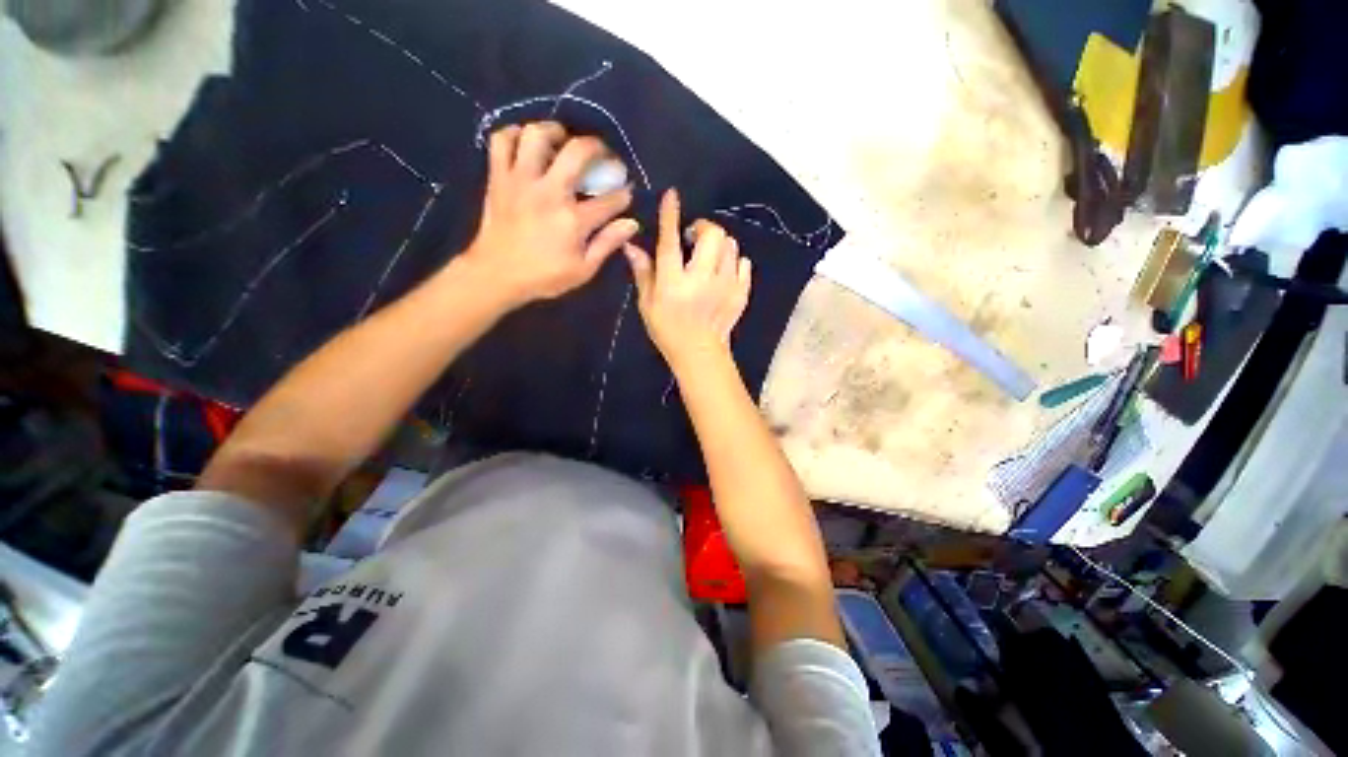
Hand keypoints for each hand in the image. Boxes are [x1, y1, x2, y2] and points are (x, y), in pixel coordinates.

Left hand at [462, 121, 637, 304]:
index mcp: (573, 220)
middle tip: (602, 154)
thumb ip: (607, 244)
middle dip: (598, 147)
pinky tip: (526, 143)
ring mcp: (520, 180)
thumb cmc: (544, 277)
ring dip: (555, 131)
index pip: (609, 200)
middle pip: (577, 152)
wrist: (496, 275)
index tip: (626, 193)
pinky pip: (501, 140)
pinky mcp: (498, 177)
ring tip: (563, 140)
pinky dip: (514, 135)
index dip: (623, 195)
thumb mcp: (583, 270)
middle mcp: (549, 192)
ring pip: (536, 135)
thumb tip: (631, 224)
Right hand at [624, 189, 750, 371]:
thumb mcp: (647, 304)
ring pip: (730, 246)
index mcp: (674, 283)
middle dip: (703, 227)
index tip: (672, 196)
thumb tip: (631, 245)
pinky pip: (744, 263)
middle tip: (694, 236)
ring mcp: (725, 286)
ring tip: (709, 255)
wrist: (700, 353)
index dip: (671, 216)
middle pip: (712, 235)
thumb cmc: (668, 330)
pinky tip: (723, 270)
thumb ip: (643, 272)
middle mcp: (702, 280)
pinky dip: (734, 261)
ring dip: (718, 244)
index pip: (670, 242)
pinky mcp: (741, 293)